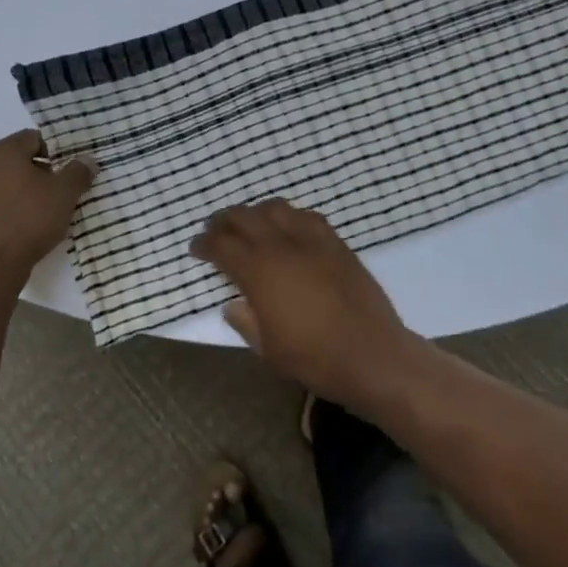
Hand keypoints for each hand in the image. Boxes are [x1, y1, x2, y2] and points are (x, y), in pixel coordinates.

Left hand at [0, 130, 94, 277]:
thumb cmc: (31, 218)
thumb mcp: (65, 193)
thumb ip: (78, 172)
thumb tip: (87, 160)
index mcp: (3, 151)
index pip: (32, 138)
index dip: (54, 152)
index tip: (67, 172)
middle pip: (16, 160)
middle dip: (38, 172)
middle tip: (58, 191)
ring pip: (3, 183)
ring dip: (21, 191)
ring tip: (41, 211)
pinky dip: (7, 209)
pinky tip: (22, 227)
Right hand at [190, 200, 422, 406]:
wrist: (370, 353)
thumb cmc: (313, 358)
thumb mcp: (267, 349)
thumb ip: (246, 321)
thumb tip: (233, 303)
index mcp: (259, 271)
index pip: (222, 245)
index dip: (204, 244)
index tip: (196, 248)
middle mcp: (282, 246)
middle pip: (245, 217)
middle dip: (224, 220)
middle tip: (215, 230)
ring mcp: (312, 240)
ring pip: (276, 208)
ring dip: (256, 212)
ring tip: (250, 224)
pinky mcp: (337, 243)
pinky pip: (308, 216)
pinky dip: (290, 217)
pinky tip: (289, 230)